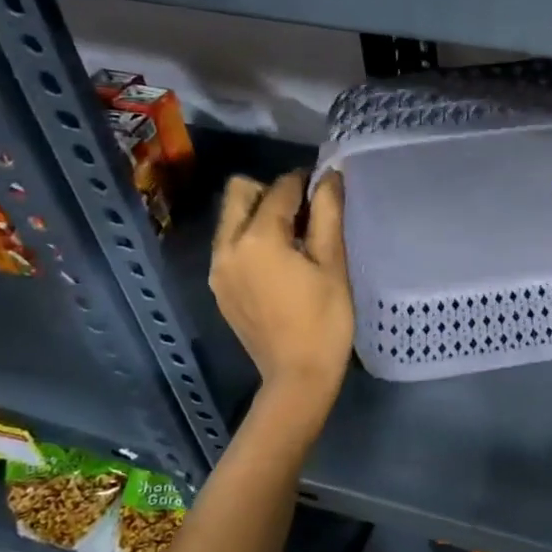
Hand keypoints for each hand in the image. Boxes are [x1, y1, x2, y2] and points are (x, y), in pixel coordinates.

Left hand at [210, 170, 352, 407]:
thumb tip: (330, 175)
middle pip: (239, 192)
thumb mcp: (333, 263)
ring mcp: (218, 269)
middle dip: (271, 192)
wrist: (298, 376)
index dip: (303, 181)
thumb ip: (328, 213)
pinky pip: (229, 246)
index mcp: (257, 238)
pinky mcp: (219, 288)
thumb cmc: (325, 320)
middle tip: (304, 213)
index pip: (278, 189)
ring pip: (231, 219)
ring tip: (293, 238)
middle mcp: (227, 247)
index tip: (323, 186)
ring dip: (258, 215)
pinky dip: (250, 240)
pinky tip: (278, 263)